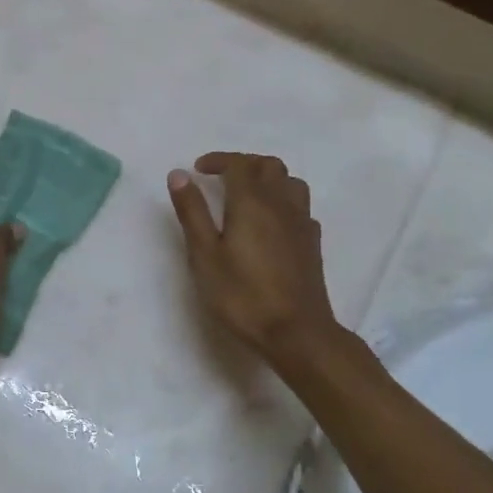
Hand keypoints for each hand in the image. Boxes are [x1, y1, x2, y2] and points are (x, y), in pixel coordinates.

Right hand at [168, 153, 339, 361]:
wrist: (296, 331)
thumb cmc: (242, 295)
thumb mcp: (205, 255)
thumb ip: (192, 212)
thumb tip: (179, 174)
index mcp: (252, 202)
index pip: (238, 164)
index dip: (218, 160)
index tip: (198, 169)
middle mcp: (281, 204)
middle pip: (269, 166)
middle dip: (243, 164)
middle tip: (220, 178)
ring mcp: (302, 223)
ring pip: (290, 182)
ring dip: (268, 178)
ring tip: (247, 195)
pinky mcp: (312, 242)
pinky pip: (300, 206)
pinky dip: (282, 201)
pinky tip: (271, 222)